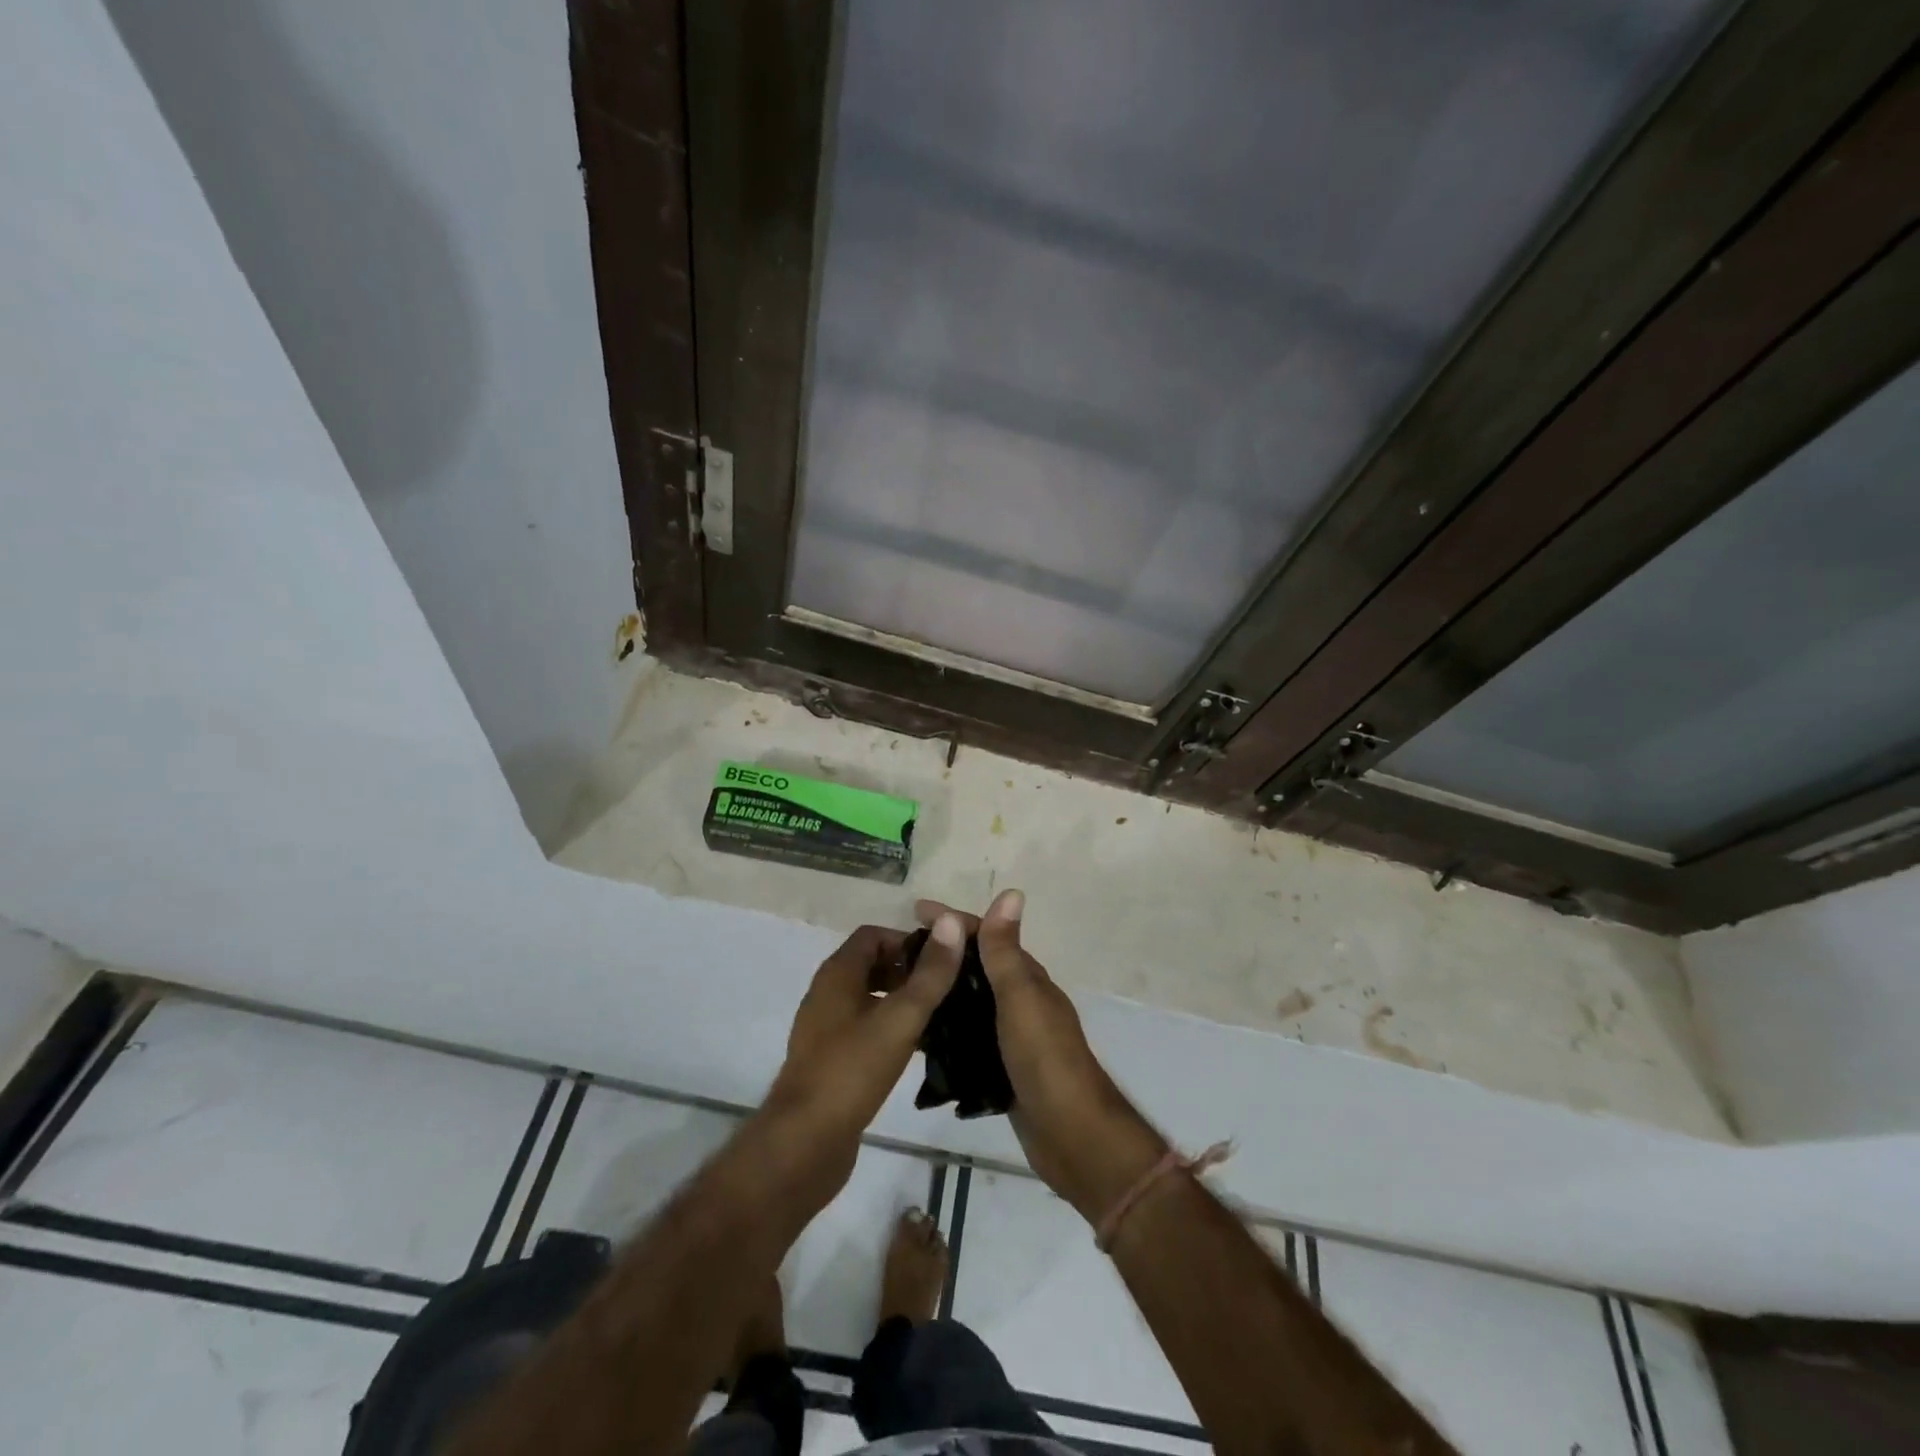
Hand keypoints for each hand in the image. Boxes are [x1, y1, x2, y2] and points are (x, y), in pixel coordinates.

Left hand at [760, 922, 964, 1204]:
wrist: (805, 1143)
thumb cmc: (852, 1071)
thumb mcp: (900, 1018)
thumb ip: (930, 973)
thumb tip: (951, 921)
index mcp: (837, 974)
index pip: (874, 935)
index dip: (908, 941)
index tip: (943, 959)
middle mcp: (827, 994)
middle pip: (871, 965)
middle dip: (909, 970)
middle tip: (947, 987)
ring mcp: (825, 1029)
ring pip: (869, 998)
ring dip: (902, 1000)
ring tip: (940, 1016)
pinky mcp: (830, 1061)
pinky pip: (864, 1028)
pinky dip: (890, 1028)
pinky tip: (917, 1049)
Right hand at [915, 891, 1168, 1222]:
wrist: (1070, 1134)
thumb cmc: (1044, 1058)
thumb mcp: (1020, 997)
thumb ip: (1006, 951)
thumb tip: (1011, 892)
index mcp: (1026, 978)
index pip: (985, 936)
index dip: (952, 921)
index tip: (913, 912)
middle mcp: (1020, 1001)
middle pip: (976, 966)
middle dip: (942, 954)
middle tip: (896, 956)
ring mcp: (1012, 1036)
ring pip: (970, 1002)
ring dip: (942, 990)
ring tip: (899, 991)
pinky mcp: (1002, 1068)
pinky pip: (968, 1037)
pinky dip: (947, 1029)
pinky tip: (920, 1035)